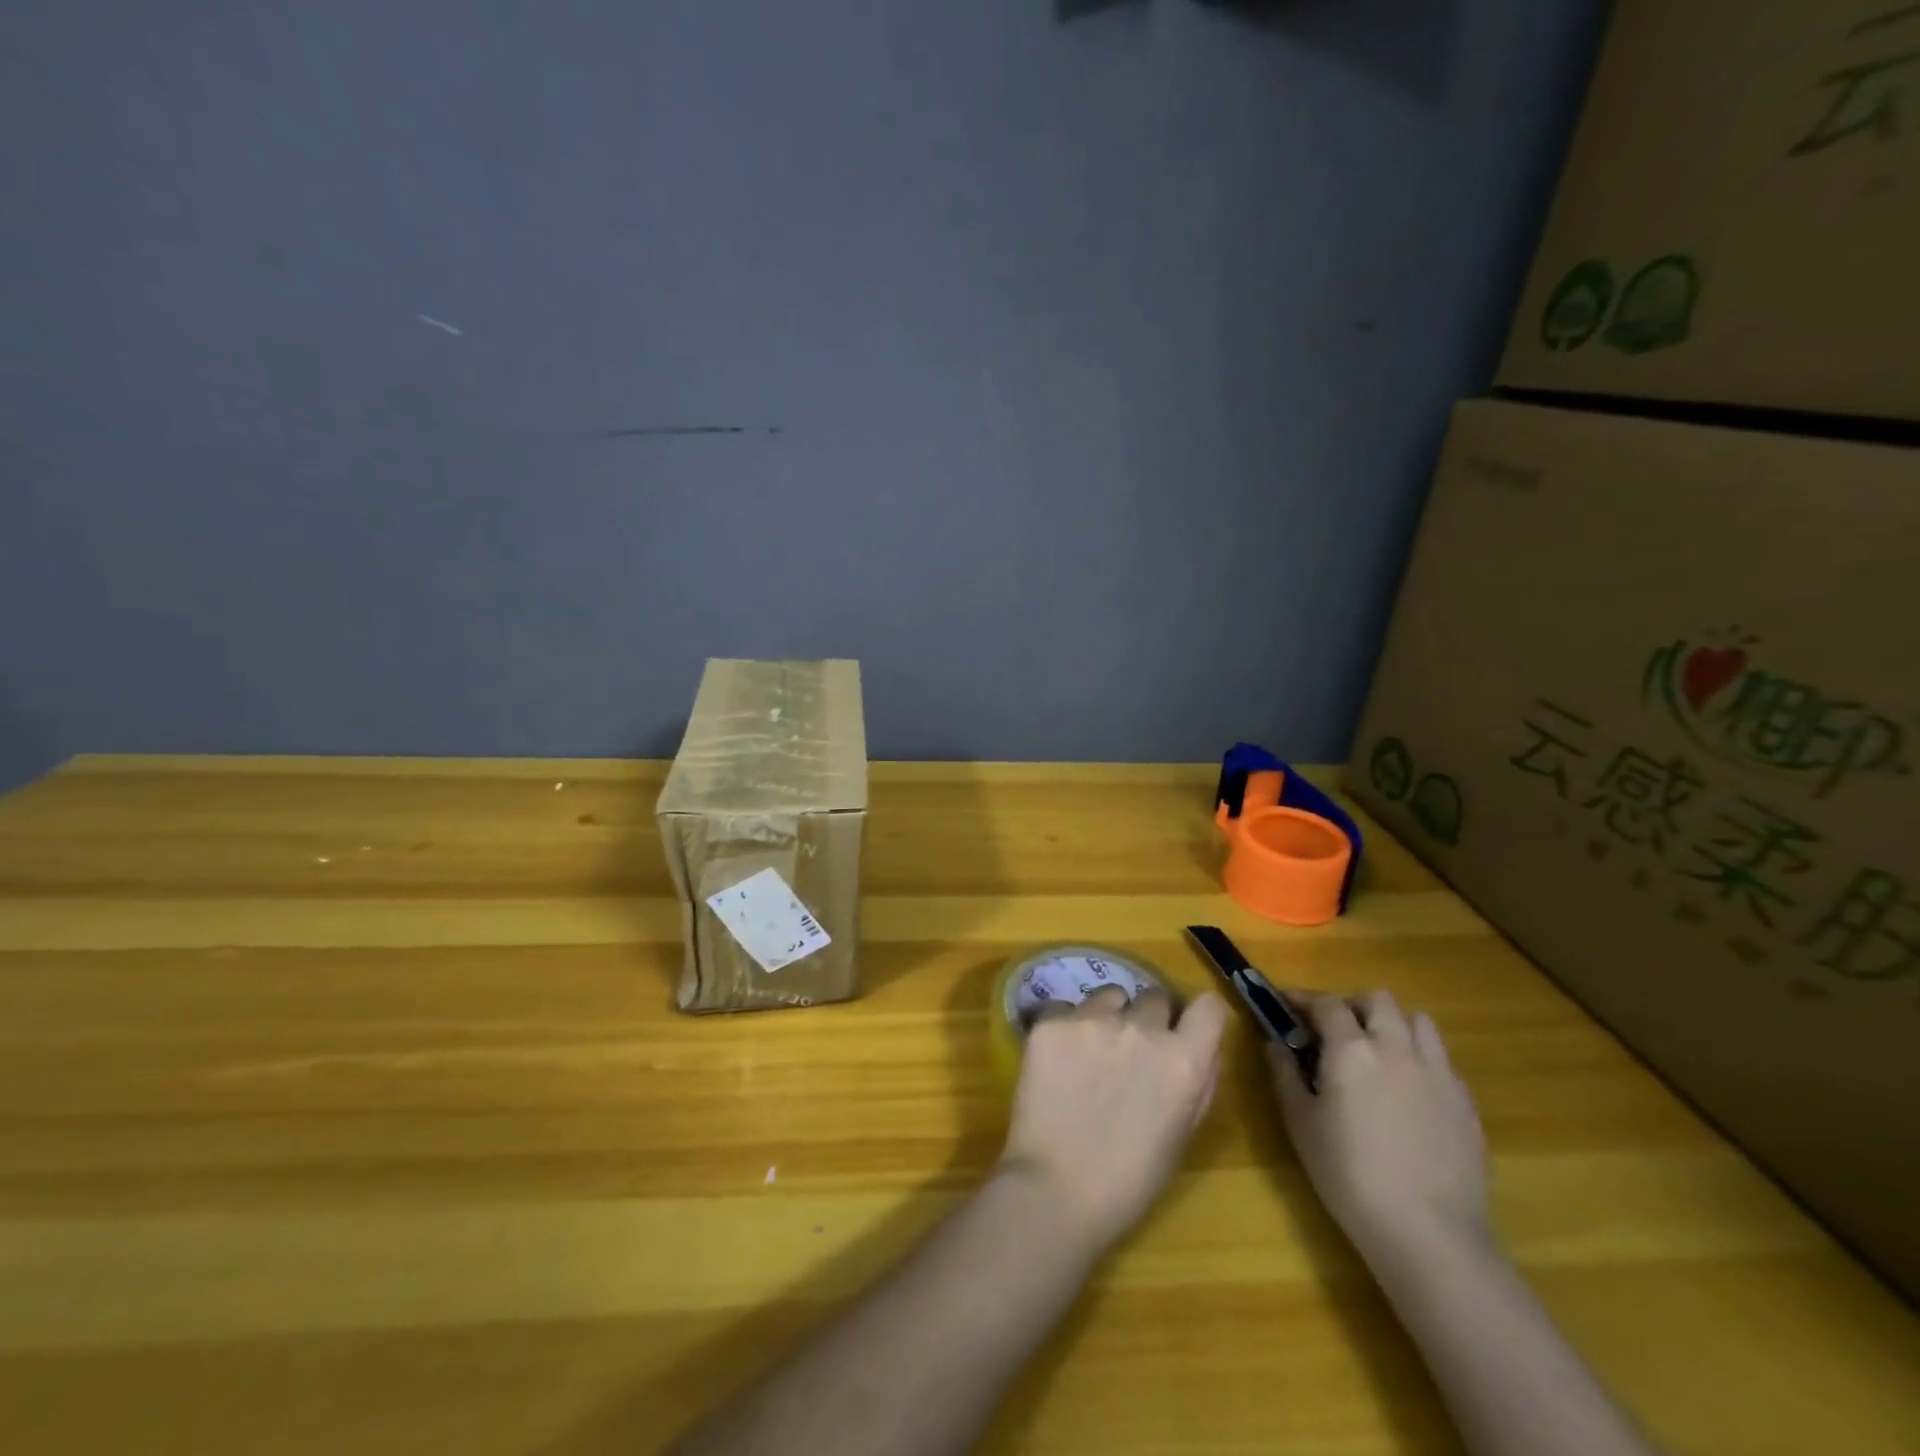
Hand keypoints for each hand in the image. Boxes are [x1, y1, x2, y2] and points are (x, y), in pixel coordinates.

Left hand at [998, 987, 1229, 1253]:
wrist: (1055, 1190)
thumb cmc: (1129, 1180)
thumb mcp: (1182, 1134)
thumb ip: (1198, 1082)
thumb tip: (1203, 1045)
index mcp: (1183, 1060)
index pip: (1208, 1006)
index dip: (1198, 1016)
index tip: (1185, 1028)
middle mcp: (1142, 1028)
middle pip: (1154, 997)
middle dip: (1149, 1019)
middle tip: (1132, 1052)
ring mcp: (1092, 1019)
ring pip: (1109, 995)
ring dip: (1108, 1016)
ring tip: (1090, 1053)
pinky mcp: (1051, 1022)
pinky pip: (1065, 1007)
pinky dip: (1065, 1026)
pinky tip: (1057, 1059)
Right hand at [1269, 990, 1491, 1269]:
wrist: (1429, 1233)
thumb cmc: (1349, 1175)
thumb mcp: (1300, 1124)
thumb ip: (1284, 1074)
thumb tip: (1275, 1043)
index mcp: (1351, 1049)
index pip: (1327, 1003)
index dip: (1304, 999)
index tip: (1287, 1004)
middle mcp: (1396, 1047)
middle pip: (1379, 1000)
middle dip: (1353, 1006)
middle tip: (1336, 1030)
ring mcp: (1438, 1072)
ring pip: (1419, 1021)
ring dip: (1394, 1025)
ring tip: (1378, 1052)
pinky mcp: (1466, 1101)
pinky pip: (1442, 1059)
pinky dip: (1421, 1059)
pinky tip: (1410, 1091)